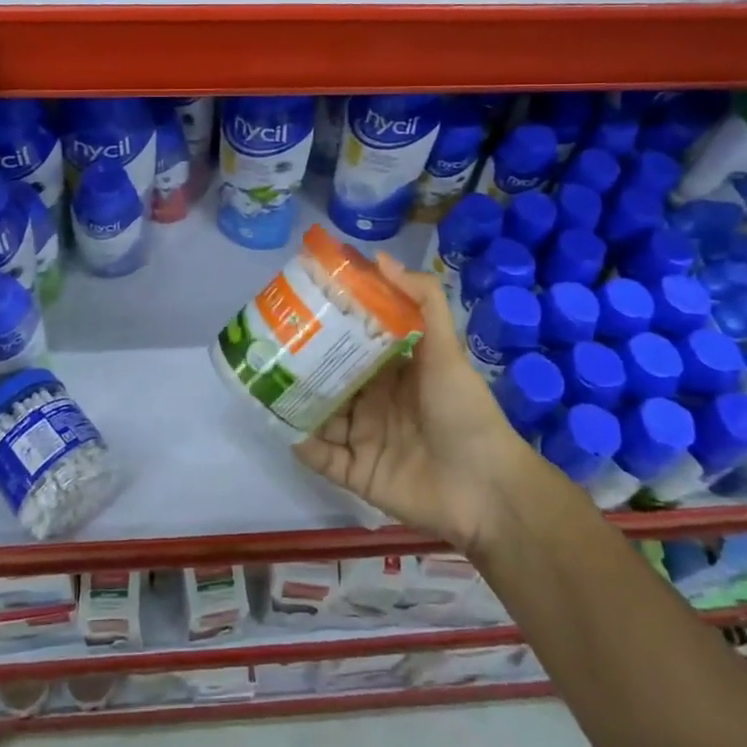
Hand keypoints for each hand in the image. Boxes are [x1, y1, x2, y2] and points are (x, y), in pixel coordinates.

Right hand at [295, 255, 554, 553]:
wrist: (487, 490)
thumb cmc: (464, 411)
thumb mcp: (447, 350)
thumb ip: (423, 301)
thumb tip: (380, 257)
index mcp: (393, 371)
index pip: (353, 342)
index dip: (329, 323)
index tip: (298, 301)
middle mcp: (374, 401)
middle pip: (329, 377)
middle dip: (301, 361)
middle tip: (267, 339)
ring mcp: (363, 437)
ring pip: (318, 414)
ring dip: (293, 399)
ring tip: (260, 377)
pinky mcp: (356, 472)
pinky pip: (320, 456)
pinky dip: (299, 441)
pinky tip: (274, 421)